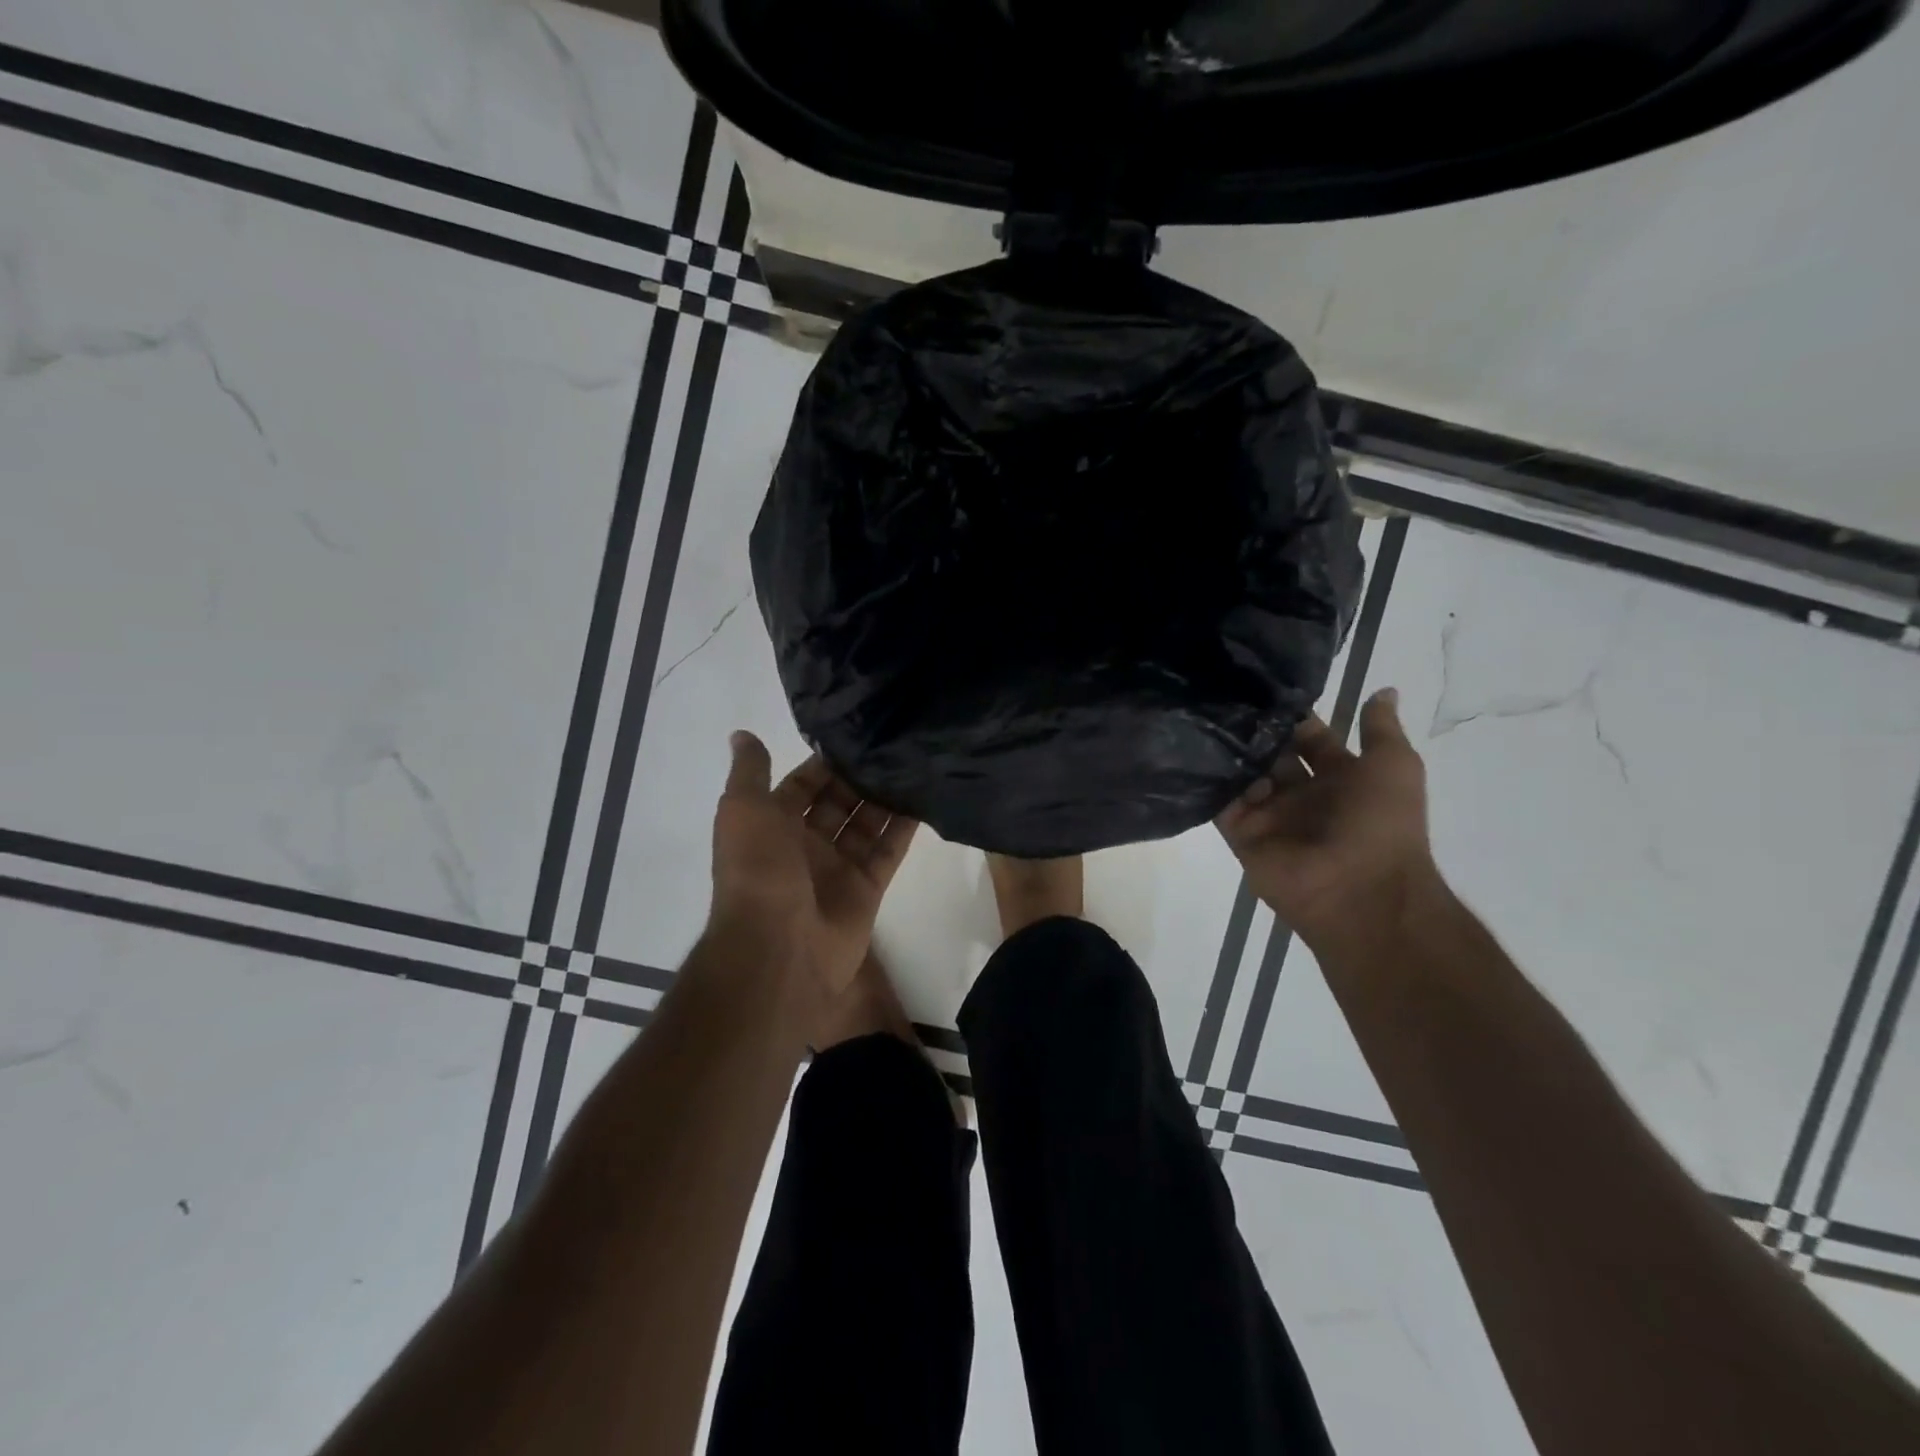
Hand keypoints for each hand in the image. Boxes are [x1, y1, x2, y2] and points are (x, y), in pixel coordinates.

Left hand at [709, 731, 918, 997]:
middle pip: (838, 802)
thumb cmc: (757, 871)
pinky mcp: (867, 889)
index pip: (803, 785)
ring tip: (914, 763)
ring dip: (885, 797)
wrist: (778, 948)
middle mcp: (805, 844)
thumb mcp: (742, 811)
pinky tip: (925, 797)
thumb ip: (749, 772)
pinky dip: (904, 827)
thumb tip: (741, 734)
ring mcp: (838, 868)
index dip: (824, 763)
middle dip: (860, 777)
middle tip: (894, 745)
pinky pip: (888, 851)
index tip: (857, 735)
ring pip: (866, 824)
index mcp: (772, 825)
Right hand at [1215, 689, 1438, 947]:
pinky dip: (1209, 780)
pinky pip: (1220, 803)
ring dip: (1230, 751)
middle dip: (1254, 731)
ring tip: (1202, 714)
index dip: (1293, 716)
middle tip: (1224, 695)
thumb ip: (1380, 729)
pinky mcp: (1241, 833)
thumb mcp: (1395, 766)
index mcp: (1340, 779)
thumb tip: (1383, 689)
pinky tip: (1194, 748)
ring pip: (1243, 775)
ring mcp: (1270, 816)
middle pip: (1271, 755)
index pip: (1309, 739)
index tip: (1264, 686)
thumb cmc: (1381, 823)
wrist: (1359, 889)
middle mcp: (1302, 795)